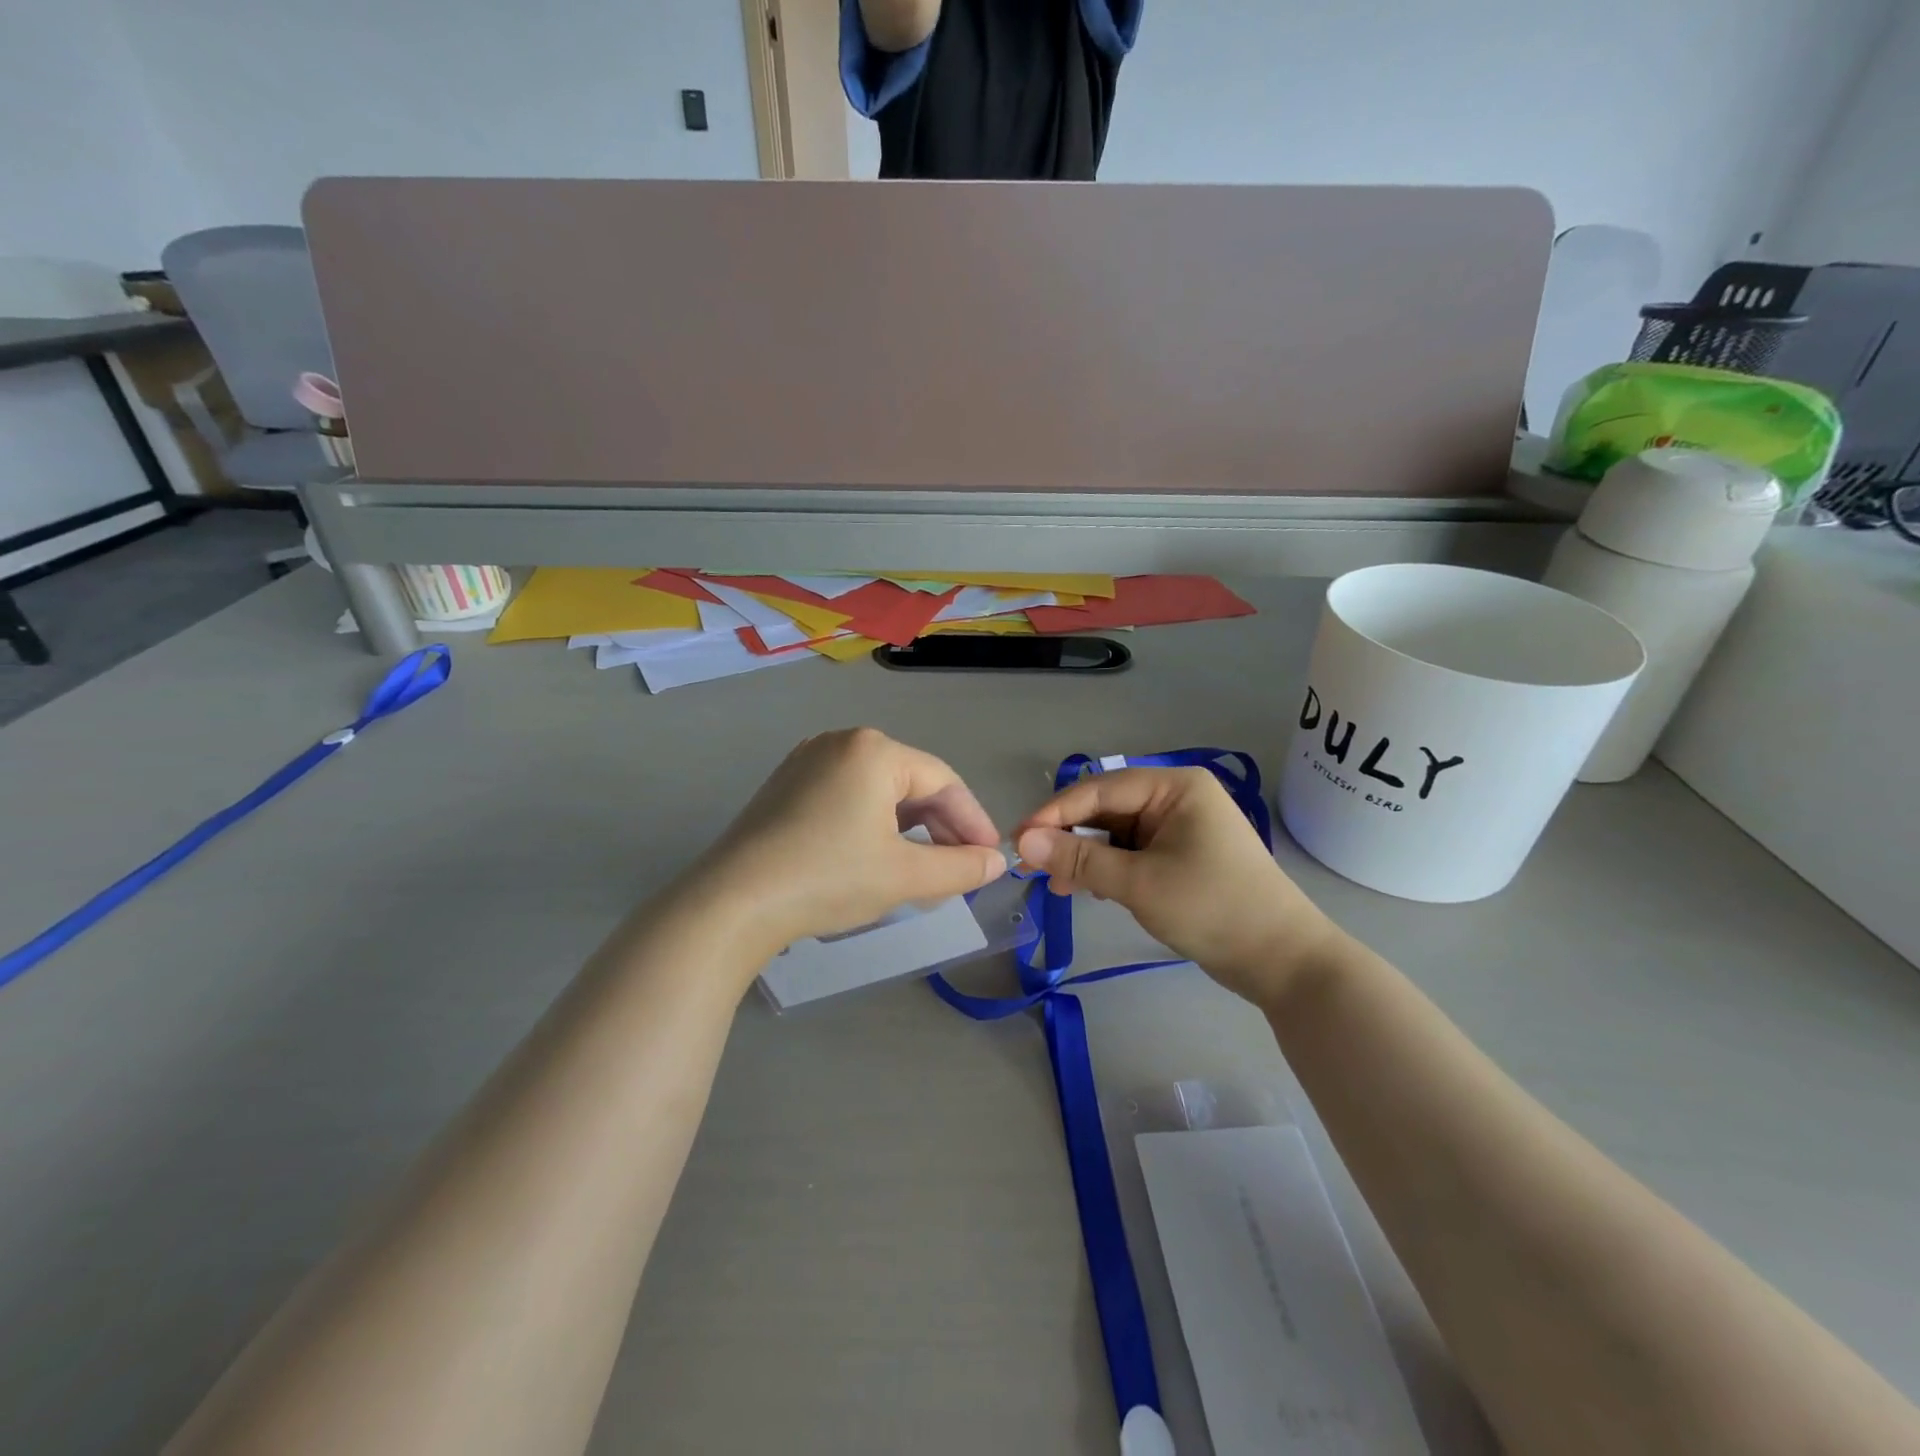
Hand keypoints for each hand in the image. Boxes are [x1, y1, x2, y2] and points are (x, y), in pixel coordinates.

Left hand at [690, 728, 1006, 953]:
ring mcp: (808, 761)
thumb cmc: (829, 878)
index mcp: (874, 750)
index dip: (973, 821)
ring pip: (879, 792)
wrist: (733, 902)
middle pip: (911, 783)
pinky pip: (848, 798)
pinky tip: (879, 858)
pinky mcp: (787, 786)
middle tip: (960, 869)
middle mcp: (841, 742)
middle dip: (940, 828)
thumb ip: (960, 867)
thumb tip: (997, 862)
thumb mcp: (905, 876)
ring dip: (909, 829)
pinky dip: (874, 825)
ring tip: (925, 870)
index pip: (943, 781)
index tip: (991, 858)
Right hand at [1014, 767, 1338, 1006]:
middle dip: (1069, 837)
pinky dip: (1107, 868)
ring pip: (1115, 832)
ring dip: (1086, 856)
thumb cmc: (1213, 908)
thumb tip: (1023, 843)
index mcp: (1174, 786)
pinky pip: (1131, 851)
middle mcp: (1176, 797)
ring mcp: (1180, 826)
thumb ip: (1080, 859)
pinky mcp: (1180, 855)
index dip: (1054, 814)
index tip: (1017, 841)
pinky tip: (1088, 890)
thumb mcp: (1139, 883)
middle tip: (1034, 869)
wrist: (1282, 961)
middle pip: (1106, 808)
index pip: (1099, 789)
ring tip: (1060, 887)